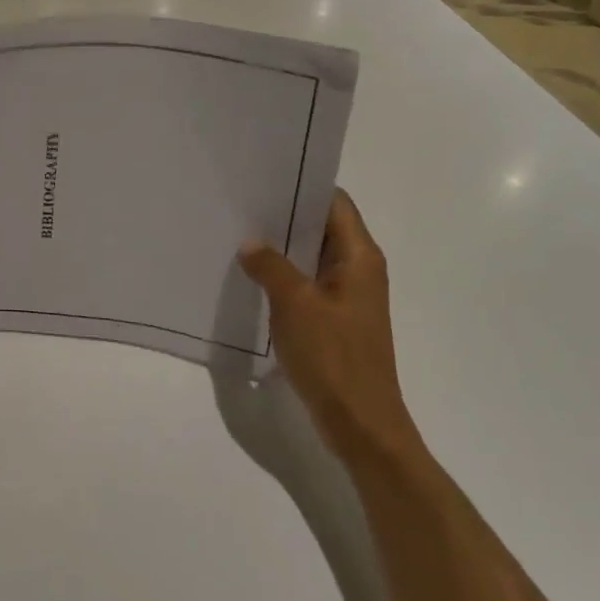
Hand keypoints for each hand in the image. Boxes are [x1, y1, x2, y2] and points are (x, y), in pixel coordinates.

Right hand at [239, 191, 414, 461]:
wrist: (360, 425)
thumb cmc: (334, 358)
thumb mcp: (296, 304)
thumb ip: (271, 266)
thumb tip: (251, 242)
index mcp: (359, 257)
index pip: (335, 202)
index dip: (304, 185)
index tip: (265, 175)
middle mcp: (358, 269)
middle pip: (322, 226)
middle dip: (285, 214)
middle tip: (241, 202)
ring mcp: (346, 296)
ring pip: (311, 256)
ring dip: (281, 247)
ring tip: (239, 232)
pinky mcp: (334, 319)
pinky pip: (306, 283)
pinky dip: (283, 275)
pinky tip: (251, 274)